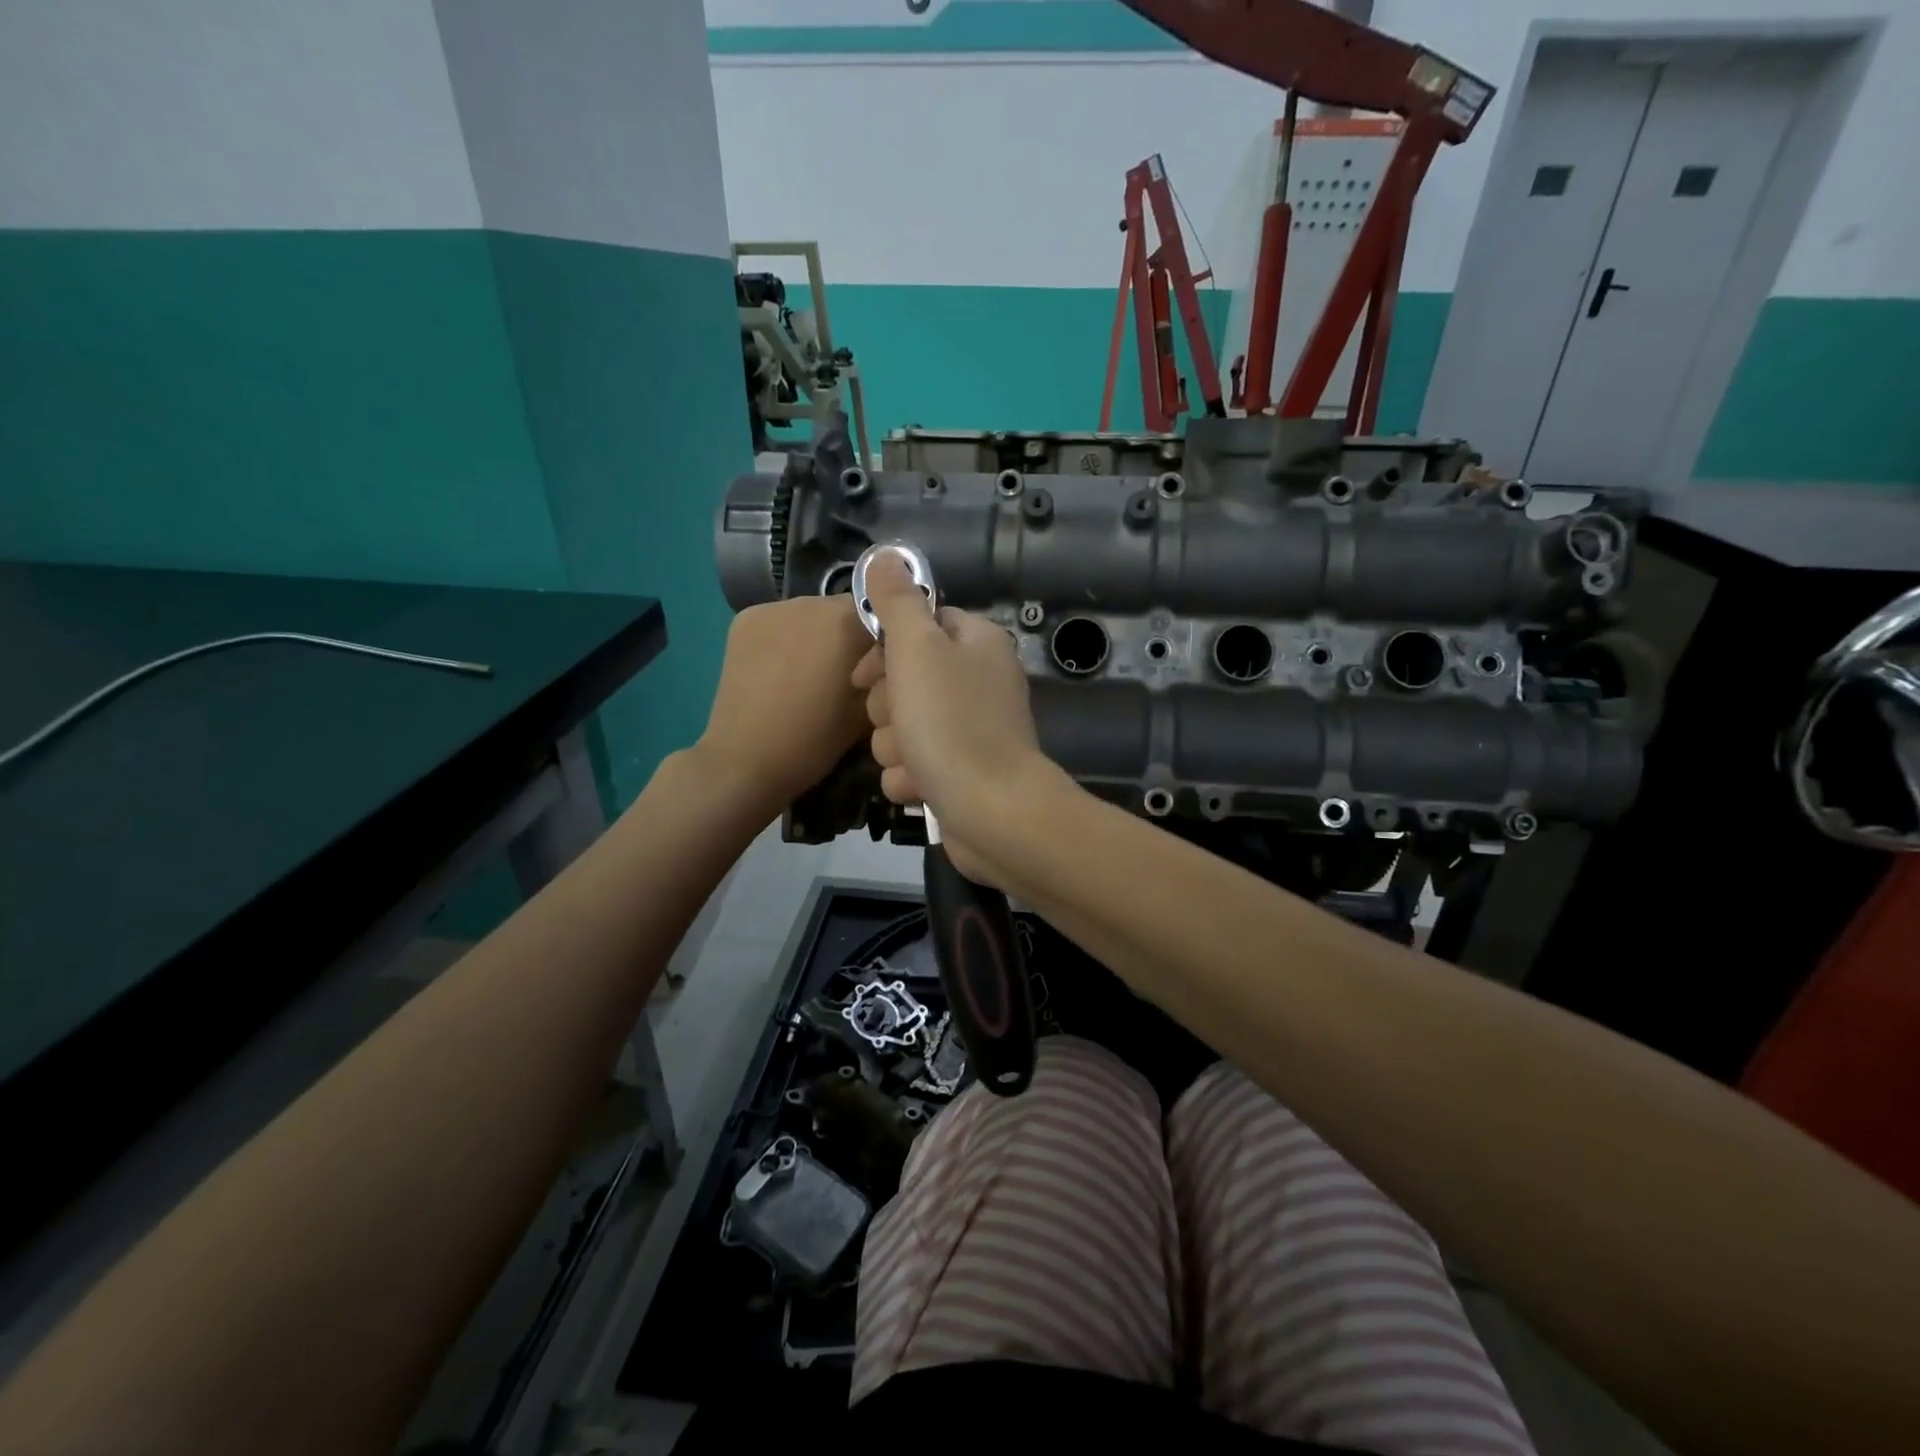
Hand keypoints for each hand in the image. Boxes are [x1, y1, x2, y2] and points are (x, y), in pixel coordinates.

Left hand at [696, 594, 872, 814]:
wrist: (745, 761)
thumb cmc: (815, 740)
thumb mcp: (868, 710)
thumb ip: (885, 673)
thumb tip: (890, 657)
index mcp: (846, 621)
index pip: (883, 610)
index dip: (886, 637)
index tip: (882, 665)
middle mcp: (810, 602)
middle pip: (844, 609)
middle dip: (850, 634)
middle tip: (848, 672)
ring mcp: (772, 607)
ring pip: (811, 614)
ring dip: (818, 634)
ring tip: (812, 673)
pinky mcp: (744, 619)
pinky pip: (780, 620)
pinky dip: (787, 637)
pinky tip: (782, 668)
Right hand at [851, 552, 1058, 876]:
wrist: (991, 812)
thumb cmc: (951, 722)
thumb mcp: (918, 650)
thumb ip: (897, 602)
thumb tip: (886, 555)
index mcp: (976, 642)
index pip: (919, 626)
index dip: (885, 649)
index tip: (863, 674)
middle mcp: (978, 681)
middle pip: (906, 679)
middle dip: (888, 707)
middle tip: (899, 720)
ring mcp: (971, 730)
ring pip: (903, 727)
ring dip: (895, 746)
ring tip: (913, 760)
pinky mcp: (961, 772)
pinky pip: (915, 765)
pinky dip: (911, 777)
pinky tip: (920, 787)